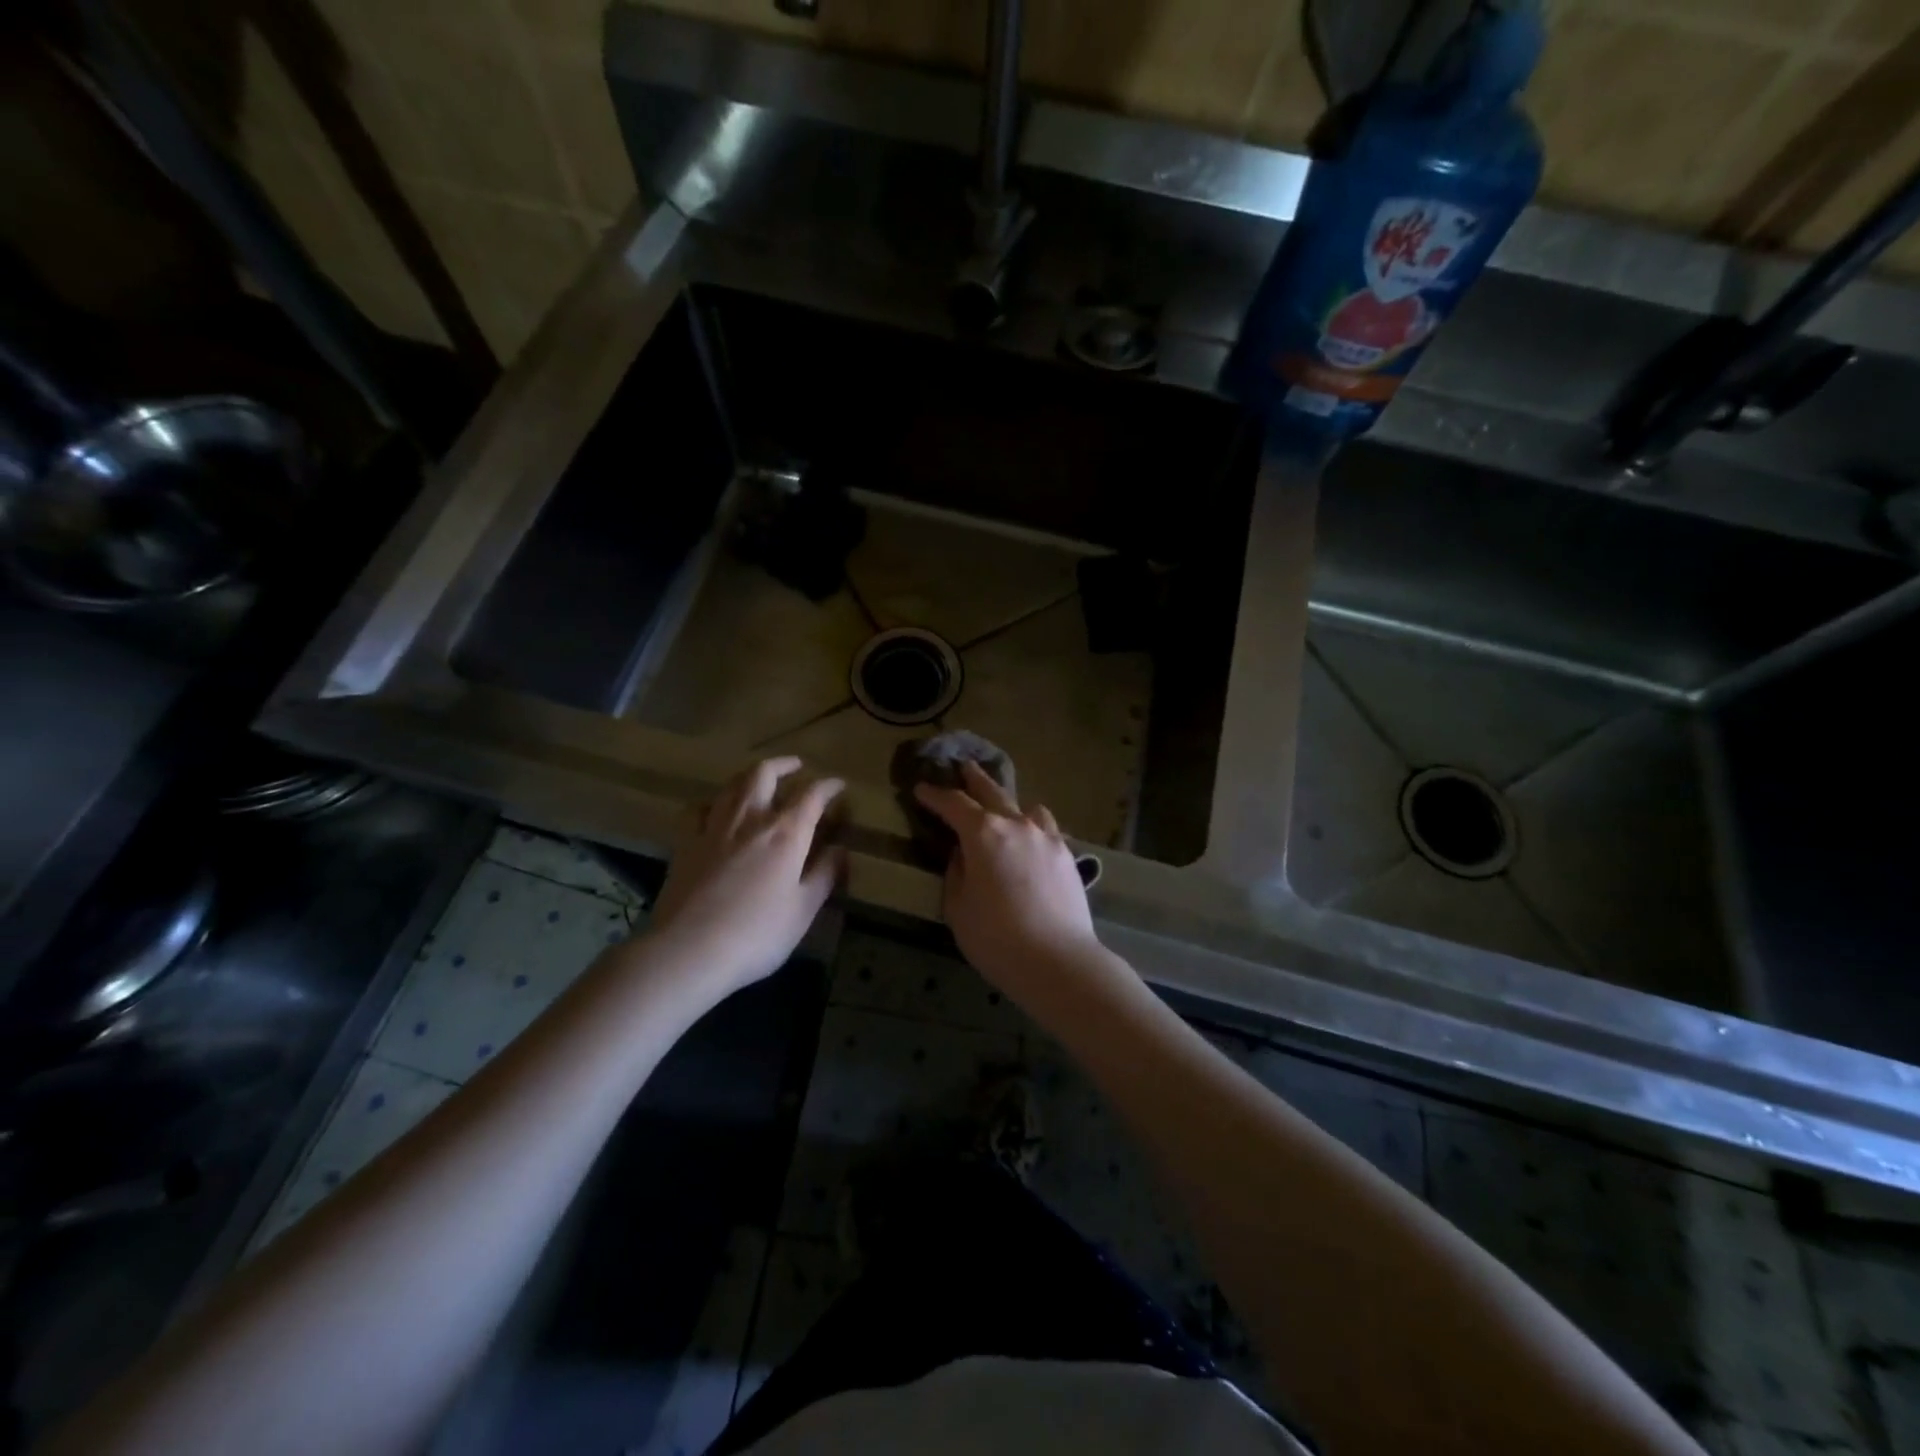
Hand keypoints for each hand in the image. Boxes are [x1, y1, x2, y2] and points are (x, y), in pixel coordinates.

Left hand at [649, 757, 844, 994]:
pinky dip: (713, 802)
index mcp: (786, 833)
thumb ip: (823, 875)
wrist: (689, 951)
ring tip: (760, 780)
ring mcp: (713, 828)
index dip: (828, 786)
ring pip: (731, 785)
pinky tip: (716, 811)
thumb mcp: (803, 910)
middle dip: (784, 765)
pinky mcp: (685, 844)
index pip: (812, 795)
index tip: (838, 785)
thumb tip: (840, 849)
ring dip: (750, 776)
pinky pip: (698, 809)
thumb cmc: (757, 935)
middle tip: (796, 766)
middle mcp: (750, 819)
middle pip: (764, 774)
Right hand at [914, 762, 1121, 1004]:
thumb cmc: (996, 938)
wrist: (1058, 960)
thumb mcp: (958, 907)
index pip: (953, 804)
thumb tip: (963, 854)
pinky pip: (1046, 829)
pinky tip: (1032, 839)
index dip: (934, 795)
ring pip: (1026, 808)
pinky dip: (1033, 826)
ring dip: (1010, 804)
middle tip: (964, 766)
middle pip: (992, 792)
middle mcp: (1016, 825)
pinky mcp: (1067, 856)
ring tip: (1004, 808)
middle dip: (974, 780)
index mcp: (983, 834)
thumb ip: (957, 872)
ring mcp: (1047, 838)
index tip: (921, 789)